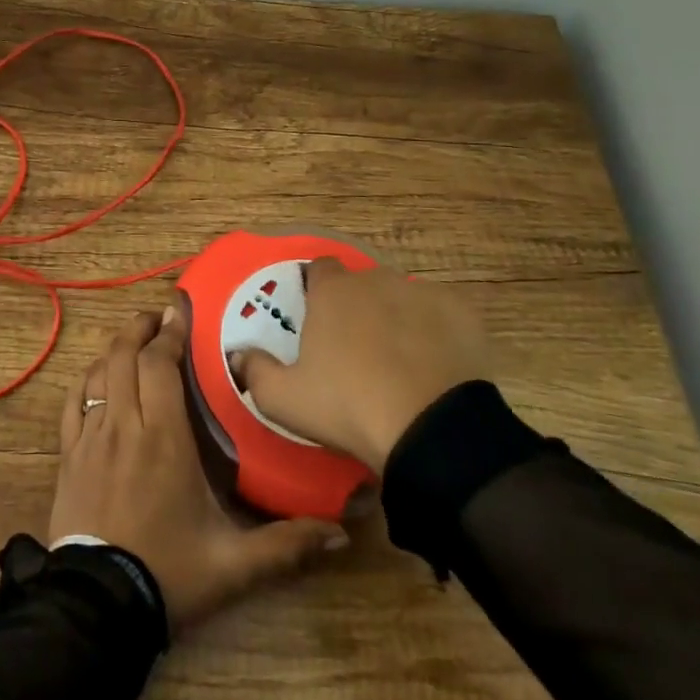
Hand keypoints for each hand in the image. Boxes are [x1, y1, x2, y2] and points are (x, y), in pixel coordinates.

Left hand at [50, 308, 346, 631]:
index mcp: (164, 437)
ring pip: (97, 373)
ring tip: (133, 339)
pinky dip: (85, 380)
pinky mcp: (67, 456)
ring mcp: (90, 438)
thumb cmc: (168, 573)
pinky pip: (72, 403)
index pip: (161, 365)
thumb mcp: (234, 565)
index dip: (169, 333)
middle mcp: (124, 424)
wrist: (97, 608)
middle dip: (141, 328)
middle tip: (158, 316)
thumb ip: (286, 546)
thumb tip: (341, 533)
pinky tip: (95, 377)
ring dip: (115, 349)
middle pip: (125, 356)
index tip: (180, 310)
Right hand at [231, 258, 488, 474]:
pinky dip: (435, 332)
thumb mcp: (284, 400)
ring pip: (402, 298)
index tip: (317, 320)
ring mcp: (422, 292)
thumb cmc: (348, 407)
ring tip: (399, 362)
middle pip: (362, 284)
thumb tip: (238, 355)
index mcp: (333, 291)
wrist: (431, 431)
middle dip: (358, 307)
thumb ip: (255, 371)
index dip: (316, 291)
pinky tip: (434, 365)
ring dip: (396, 318)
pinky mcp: (462, 312)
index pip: (319, 269)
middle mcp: (376, 279)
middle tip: (356, 350)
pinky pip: (441, 315)